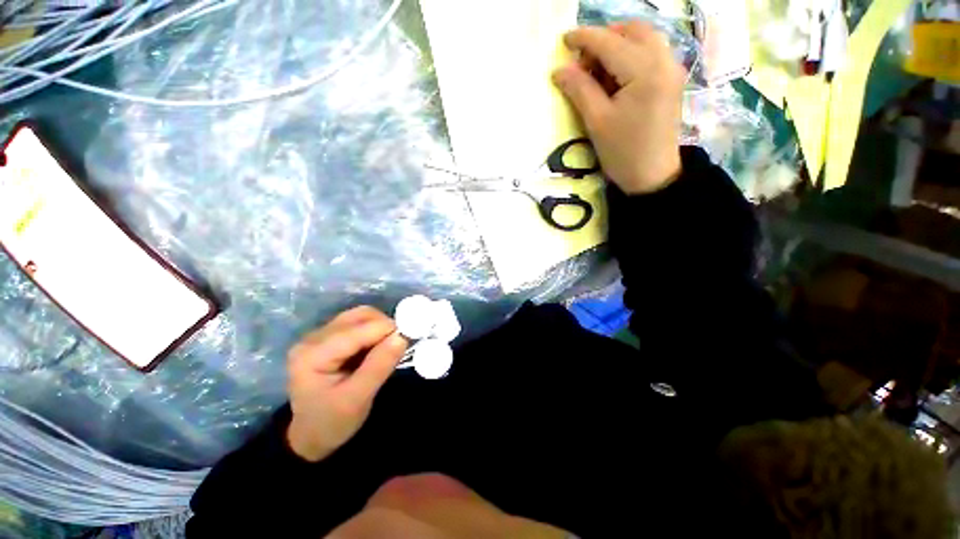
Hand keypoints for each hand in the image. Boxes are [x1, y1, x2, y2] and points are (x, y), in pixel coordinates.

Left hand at [286, 306, 407, 461]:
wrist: (309, 436)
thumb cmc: (331, 423)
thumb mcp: (357, 399)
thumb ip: (379, 366)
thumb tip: (402, 337)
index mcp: (313, 354)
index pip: (358, 330)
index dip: (388, 330)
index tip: (409, 339)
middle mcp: (313, 338)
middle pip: (359, 316)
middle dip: (385, 327)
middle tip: (400, 345)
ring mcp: (319, 336)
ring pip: (360, 316)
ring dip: (380, 327)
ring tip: (388, 347)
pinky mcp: (328, 338)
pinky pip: (357, 324)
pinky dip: (374, 331)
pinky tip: (376, 348)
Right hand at [553, 21, 685, 194]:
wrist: (652, 176)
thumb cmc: (622, 152)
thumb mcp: (596, 122)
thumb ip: (579, 90)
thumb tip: (559, 70)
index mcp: (644, 71)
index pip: (610, 42)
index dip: (584, 38)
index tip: (564, 40)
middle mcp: (664, 60)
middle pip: (632, 30)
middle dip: (604, 38)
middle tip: (583, 63)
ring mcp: (672, 68)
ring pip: (643, 37)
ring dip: (618, 44)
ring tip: (598, 71)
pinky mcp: (672, 79)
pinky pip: (651, 51)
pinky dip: (631, 54)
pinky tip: (616, 76)